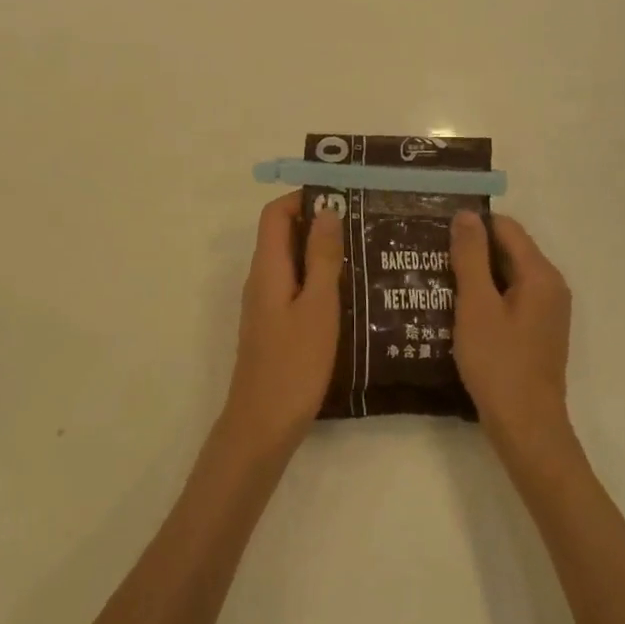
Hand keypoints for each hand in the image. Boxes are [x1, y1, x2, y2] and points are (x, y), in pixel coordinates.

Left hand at [220, 192, 343, 455]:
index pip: (274, 213)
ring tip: (363, 254)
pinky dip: (317, 279)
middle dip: (318, 223)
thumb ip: (321, 258)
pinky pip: (294, 286)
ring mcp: (265, 303)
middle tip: (362, 225)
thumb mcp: (317, 307)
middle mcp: (261, 278)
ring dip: (321, 252)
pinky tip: (349, 294)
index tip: (341, 198)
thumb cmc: (294, 363)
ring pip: (291, 262)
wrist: (263, 425)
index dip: (303, 199)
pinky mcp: (274, 325)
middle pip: (282, 234)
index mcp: (267, 267)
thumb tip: (326, 210)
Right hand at [451, 212, 574, 458]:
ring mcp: (546, 311)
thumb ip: (471, 257)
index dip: (472, 225)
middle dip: (471, 250)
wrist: (526, 428)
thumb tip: (466, 215)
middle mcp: (550, 286)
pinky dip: (486, 296)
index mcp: (540, 274)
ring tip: (436, 278)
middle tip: (431, 254)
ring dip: (475, 274)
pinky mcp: (537, 332)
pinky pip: (510, 298)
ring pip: (507, 276)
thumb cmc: (499, 363)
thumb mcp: (476, 305)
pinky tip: (456, 307)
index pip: (506, 228)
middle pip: (508, 250)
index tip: (436, 231)